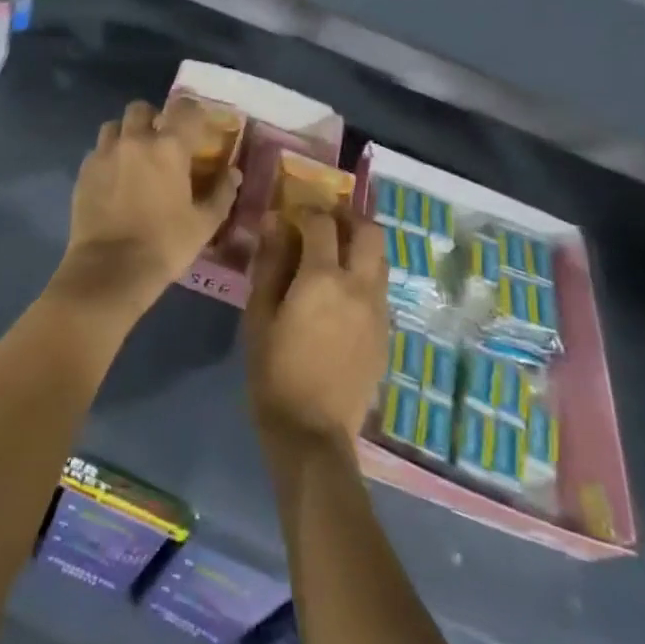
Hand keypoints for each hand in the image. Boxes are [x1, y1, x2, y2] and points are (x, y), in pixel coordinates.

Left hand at [52, 96, 242, 322]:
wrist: (110, 270)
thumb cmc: (165, 245)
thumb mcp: (204, 223)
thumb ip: (222, 193)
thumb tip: (233, 173)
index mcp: (169, 147)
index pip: (185, 109)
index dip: (194, 112)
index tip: (199, 125)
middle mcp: (135, 140)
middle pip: (141, 109)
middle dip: (153, 118)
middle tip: (161, 140)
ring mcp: (104, 154)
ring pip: (114, 126)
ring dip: (126, 134)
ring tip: (134, 156)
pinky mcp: (84, 172)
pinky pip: (97, 151)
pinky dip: (108, 157)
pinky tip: (114, 179)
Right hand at [245, 207, 387, 459]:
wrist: (313, 433)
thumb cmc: (274, 372)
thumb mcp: (259, 315)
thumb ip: (270, 265)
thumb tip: (276, 224)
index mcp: (323, 279)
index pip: (322, 223)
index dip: (306, 210)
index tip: (290, 213)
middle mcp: (359, 286)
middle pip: (369, 231)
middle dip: (347, 217)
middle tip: (323, 220)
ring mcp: (378, 310)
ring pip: (380, 258)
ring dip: (360, 245)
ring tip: (333, 253)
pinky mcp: (385, 332)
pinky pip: (379, 287)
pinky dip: (364, 274)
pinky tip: (340, 293)